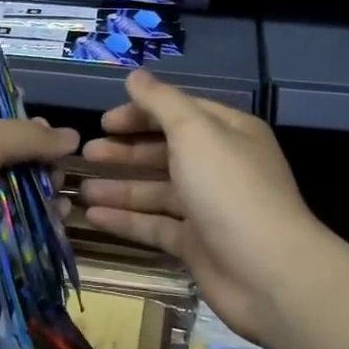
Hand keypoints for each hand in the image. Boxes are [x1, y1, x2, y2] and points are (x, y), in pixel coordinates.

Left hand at [0, 112, 79, 344]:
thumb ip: (22, 135)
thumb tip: (71, 136)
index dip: (6, 109)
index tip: (38, 117)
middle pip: (4, 150)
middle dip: (35, 155)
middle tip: (56, 162)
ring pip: (18, 189)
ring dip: (44, 189)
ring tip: (60, 192)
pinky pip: (22, 226)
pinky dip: (42, 221)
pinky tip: (60, 218)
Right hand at [81, 69, 325, 345]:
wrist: (269, 272)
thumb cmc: (230, 189)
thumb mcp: (194, 132)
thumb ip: (161, 102)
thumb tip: (135, 75)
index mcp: (227, 132)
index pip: (178, 113)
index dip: (140, 113)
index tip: (104, 122)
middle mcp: (219, 166)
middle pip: (165, 151)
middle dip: (125, 151)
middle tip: (86, 153)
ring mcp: (208, 208)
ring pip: (157, 191)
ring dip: (120, 188)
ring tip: (80, 189)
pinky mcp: (197, 245)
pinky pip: (155, 226)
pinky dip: (126, 220)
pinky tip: (93, 217)